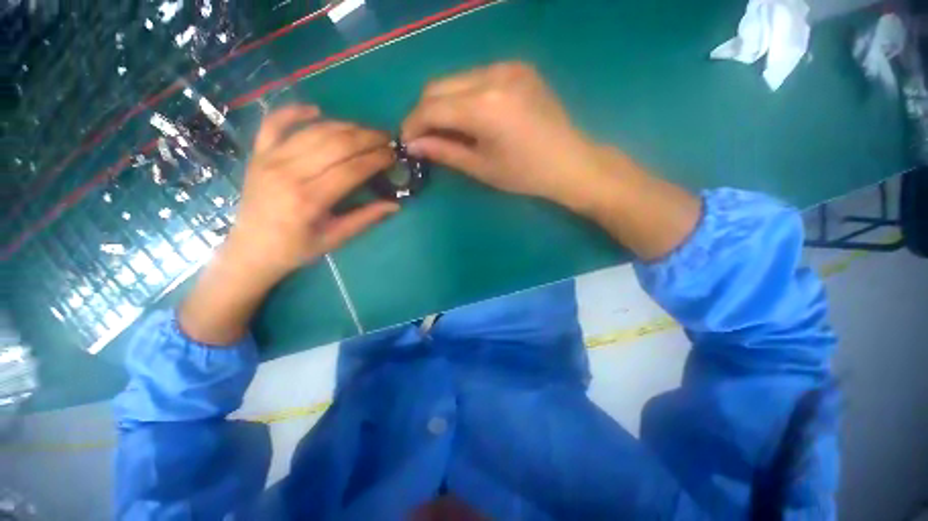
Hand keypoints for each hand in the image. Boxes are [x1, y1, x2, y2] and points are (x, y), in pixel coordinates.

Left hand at [226, 105, 398, 285]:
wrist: (251, 250)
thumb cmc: (297, 249)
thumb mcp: (336, 238)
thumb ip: (366, 218)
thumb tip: (395, 205)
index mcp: (310, 199)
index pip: (352, 169)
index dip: (376, 159)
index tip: (393, 155)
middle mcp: (289, 173)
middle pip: (336, 144)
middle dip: (366, 138)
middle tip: (386, 138)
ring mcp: (270, 159)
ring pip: (313, 132)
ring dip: (344, 126)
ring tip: (365, 129)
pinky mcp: (258, 154)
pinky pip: (274, 123)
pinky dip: (294, 112)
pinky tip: (316, 110)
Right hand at [403, 62, 700, 261]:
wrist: (571, 163)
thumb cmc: (525, 175)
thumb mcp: (481, 168)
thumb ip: (445, 151)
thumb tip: (413, 144)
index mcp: (484, 106)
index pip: (432, 107)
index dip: (413, 123)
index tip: (407, 140)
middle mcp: (493, 75)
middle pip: (439, 85)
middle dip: (425, 111)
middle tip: (424, 137)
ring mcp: (509, 66)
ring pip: (456, 79)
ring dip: (444, 102)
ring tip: (447, 129)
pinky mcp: (518, 68)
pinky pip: (477, 77)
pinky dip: (464, 96)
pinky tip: (471, 117)